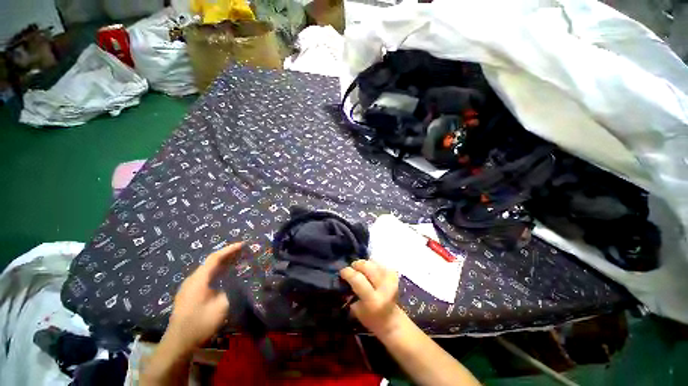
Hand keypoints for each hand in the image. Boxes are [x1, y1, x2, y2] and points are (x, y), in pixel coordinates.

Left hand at [164, 243, 242, 352]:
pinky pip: (204, 277)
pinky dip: (216, 272)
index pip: (215, 257)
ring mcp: (188, 287)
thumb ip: (233, 289)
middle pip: (210, 262)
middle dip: (227, 255)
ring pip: (207, 270)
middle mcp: (192, 279)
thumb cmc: (201, 322)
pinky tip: (223, 277)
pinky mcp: (187, 295)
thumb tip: (240, 280)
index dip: (230, 249)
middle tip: (242, 252)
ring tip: (235, 261)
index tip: (243, 244)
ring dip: (221, 264)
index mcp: (199, 279)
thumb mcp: (222, 306)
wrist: (178, 343)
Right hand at [340, 260, 404, 337]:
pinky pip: (380, 264)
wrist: (393, 321)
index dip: (347, 272)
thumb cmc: (371, 319)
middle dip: (357, 265)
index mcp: (373, 300)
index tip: (342, 272)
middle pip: (366, 266)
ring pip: (373, 262)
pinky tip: (371, 271)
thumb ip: (351, 293)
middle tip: (352, 269)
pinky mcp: (394, 275)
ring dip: (365, 265)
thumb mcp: (357, 311)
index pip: (357, 279)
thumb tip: (344, 279)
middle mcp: (383, 288)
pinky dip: (373, 265)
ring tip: (361, 270)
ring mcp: (391, 280)